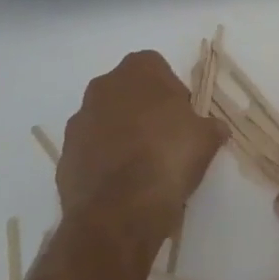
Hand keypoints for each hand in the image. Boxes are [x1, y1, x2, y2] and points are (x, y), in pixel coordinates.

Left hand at [57, 51, 226, 238]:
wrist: (120, 212)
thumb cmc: (169, 157)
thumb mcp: (206, 138)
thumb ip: (210, 126)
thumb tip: (214, 129)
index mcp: (139, 70)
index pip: (157, 68)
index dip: (171, 91)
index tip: (182, 117)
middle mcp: (104, 86)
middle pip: (127, 91)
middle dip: (142, 109)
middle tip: (163, 139)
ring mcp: (79, 121)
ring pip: (105, 120)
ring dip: (120, 135)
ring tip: (140, 167)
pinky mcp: (64, 156)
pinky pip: (89, 150)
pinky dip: (102, 161)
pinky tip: (120, 185)